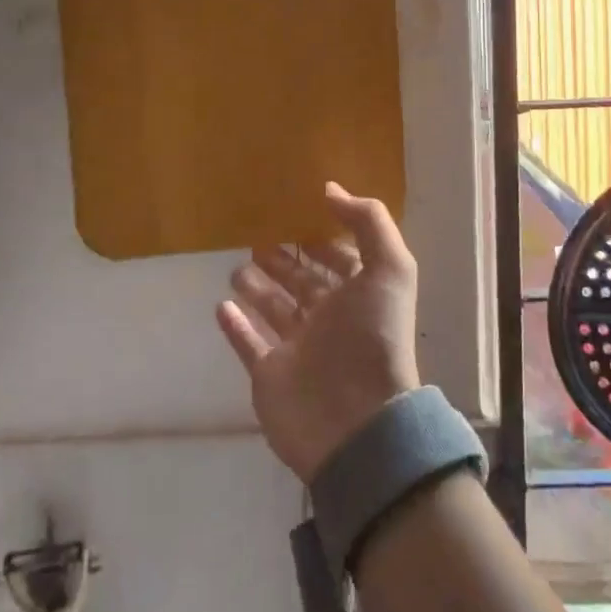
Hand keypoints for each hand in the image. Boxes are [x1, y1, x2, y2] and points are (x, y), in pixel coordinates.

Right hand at [216, 184, 422, 483]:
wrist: (357, 421)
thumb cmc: (374, 337)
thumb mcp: (390, 268)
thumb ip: (368, 221)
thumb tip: (331, 189)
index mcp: (358, 297)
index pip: (339, 262)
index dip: (323, 241)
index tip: (300, 216)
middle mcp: (329, 320)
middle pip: (303, 283)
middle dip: (285, 262)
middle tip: (258, 239)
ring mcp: (298, 349)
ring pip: (274, 310)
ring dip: (257, 289)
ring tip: (237, 268)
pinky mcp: (270, 375)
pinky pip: (248, 344)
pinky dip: (235, 326)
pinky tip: (220, 306)